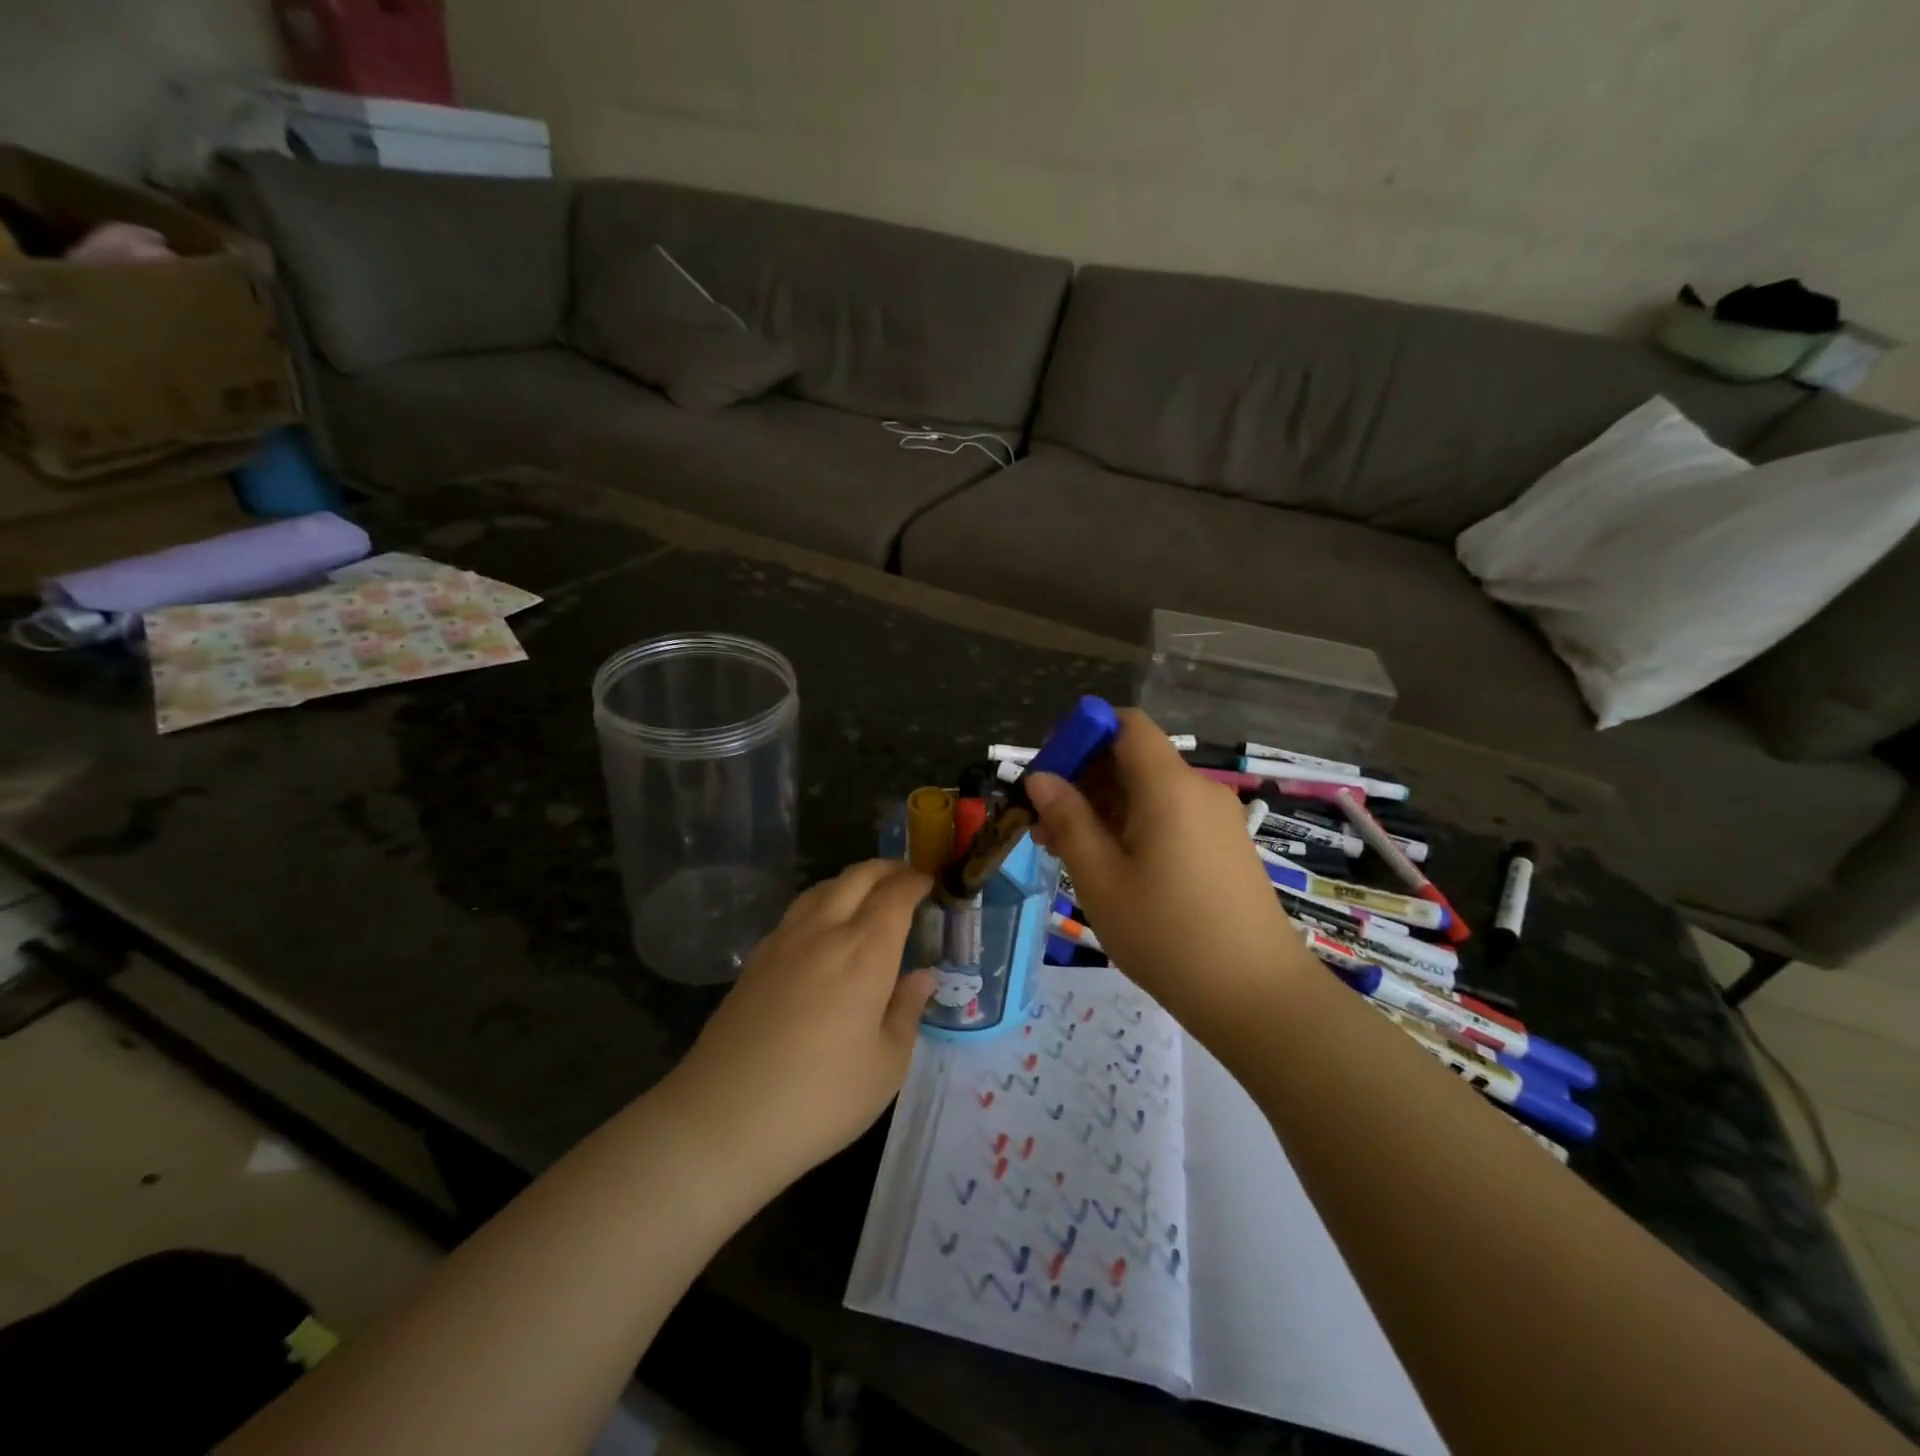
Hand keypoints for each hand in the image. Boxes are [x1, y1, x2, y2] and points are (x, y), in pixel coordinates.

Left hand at [671, 860, 935, 1184]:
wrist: (724, 1118)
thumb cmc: (821, 1097)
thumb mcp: (886, 1065)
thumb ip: (906, 1011)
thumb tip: (922, 977)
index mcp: (865, 951)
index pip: (895, 896)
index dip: (914, 883)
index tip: (929, 883)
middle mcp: (824, 931)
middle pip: (857, 877)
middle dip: (886, 869)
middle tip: (905, 878)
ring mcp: (783, 941)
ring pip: (822, 888)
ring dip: (851, 881)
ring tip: (867, 897)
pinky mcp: (755, 960)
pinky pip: (797, 911)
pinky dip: (822, 902)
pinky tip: (823, 930)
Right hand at [1026, 709, 1302, 1025]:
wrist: (1257, 996)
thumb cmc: (1167, 935)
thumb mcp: (1101, 879)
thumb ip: (1068, 820)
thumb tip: (1040, 777)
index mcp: (1168, 786)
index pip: (1126, 724)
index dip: (1083, 733)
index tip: (1049, 771)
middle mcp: (1198, 790)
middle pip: (1134, 758)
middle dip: (1085, 779)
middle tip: (1046, 825)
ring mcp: (1217, 819)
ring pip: (1150, 791)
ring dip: (1106, 807)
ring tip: (1069, 852)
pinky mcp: (1225, 846)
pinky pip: (1172, 816)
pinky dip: (1135, 825)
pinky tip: (1113, 866)